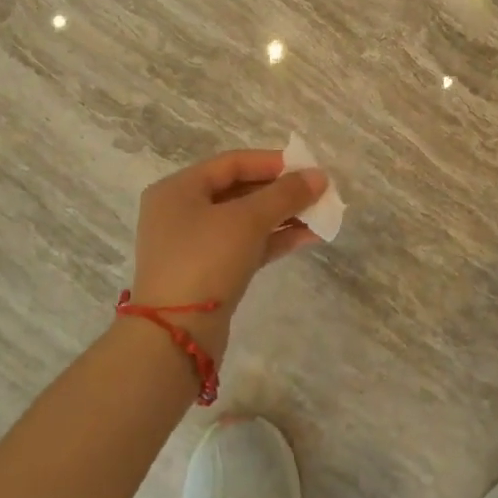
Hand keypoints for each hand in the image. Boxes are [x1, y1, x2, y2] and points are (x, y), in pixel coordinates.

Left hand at [128, 149, 328, 353]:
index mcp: (178, 189)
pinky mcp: (208, 274)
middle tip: (318, 193)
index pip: (232, 163)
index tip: (308, 168)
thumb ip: (285, 195)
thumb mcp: (247, 220)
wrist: (176, 335)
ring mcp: (193, 245)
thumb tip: (319, 177)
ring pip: (245, 221)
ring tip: (321, 215)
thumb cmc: (205, 259)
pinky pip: (246, 246)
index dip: (272, 162)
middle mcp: (181, 212)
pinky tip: (308, 237)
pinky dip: (274, 239)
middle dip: (281, 192)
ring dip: (283, 216)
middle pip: (239, 191)